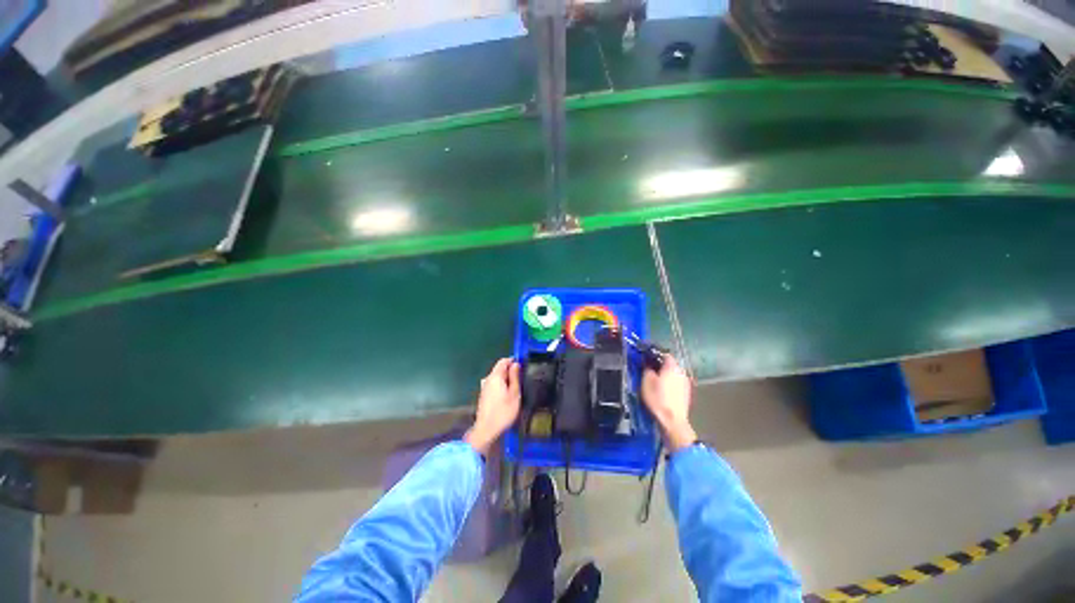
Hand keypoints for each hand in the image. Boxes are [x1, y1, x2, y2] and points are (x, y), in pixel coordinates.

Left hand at [464, 358, 520, 455]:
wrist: (486, 430)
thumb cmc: (503, 412)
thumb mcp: (514, 394)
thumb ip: (515, 377)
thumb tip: (516, 364)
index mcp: (495, 376)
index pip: (503, 361)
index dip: (513, 361)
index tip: (522, 367)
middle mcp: (488, 379)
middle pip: (500, 369)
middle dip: (510, 371)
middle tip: (521, 380)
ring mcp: (484, 387)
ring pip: (497, 378)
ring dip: (506, 380)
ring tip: (516, 389)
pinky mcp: (484, 395)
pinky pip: (494, 385)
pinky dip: (501, 386)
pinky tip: (507, 396)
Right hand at [641, 357, 697, 452]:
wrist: (673, 421)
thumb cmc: (658, 399)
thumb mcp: (646, 381)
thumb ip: (647, 368)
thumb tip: (648, 363)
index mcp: (672, 367)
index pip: (665, 354)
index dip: (655, 355)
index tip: (647, 358)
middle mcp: (682, 372)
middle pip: (670, 364)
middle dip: (660, 366)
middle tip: (649, 369)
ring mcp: (686, 384)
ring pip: (674, 374)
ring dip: (665, 375)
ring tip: (655, 381)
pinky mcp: (687, 394)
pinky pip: (676, 384)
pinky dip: (670, 384)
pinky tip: (663, 391)